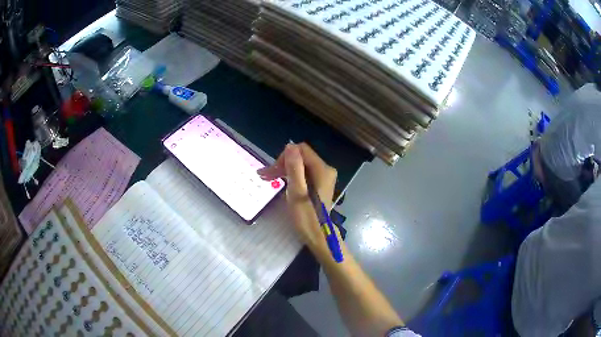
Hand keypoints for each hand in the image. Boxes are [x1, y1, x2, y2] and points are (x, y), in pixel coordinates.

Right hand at [257, 143, 336, 252]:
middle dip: (281, 164)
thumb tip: (290, 146)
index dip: (284, 158)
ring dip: (283, 170)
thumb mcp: (297, 192)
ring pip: (300, 166)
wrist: (318, 236)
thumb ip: (294, 168)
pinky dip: (290, 177)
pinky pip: (303, 174)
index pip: (301, 150)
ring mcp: (323, 177)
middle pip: (300, 157)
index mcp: (322, 169)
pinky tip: (279, 182)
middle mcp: (325, 169)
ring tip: (266, 178)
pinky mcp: (319, 184)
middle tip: (264, 176)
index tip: (272, 172)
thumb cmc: (306, 217)